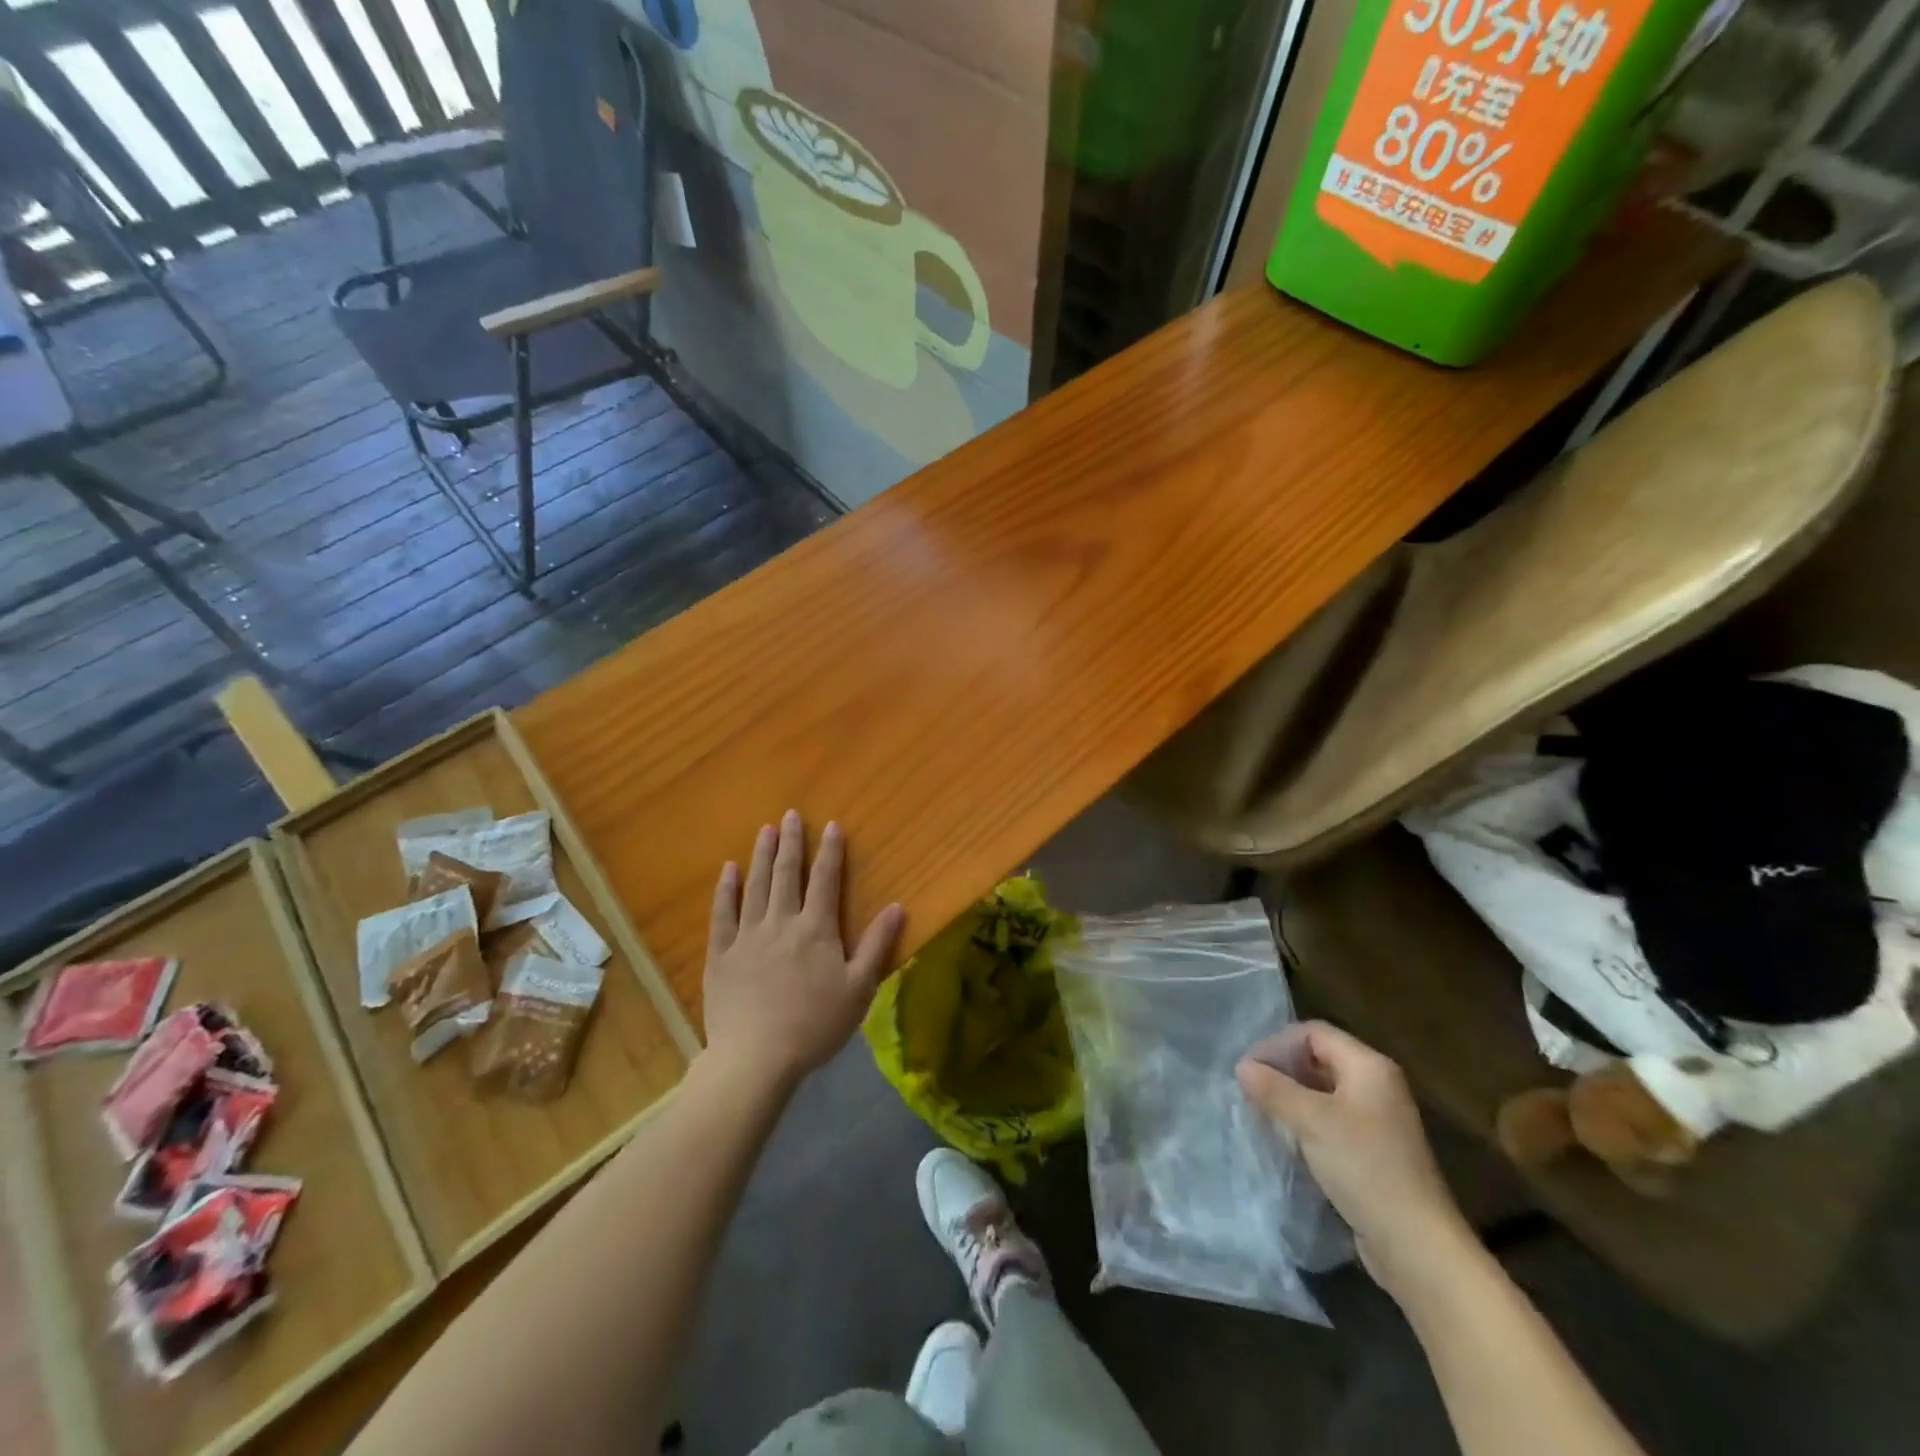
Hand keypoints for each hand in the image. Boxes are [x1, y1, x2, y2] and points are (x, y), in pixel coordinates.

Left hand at [703, 810, 904, 1089]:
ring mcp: (747, 936)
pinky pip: (722, 914)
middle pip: (787, 874)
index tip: (831, 825)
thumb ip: (877, 945)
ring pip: (755, 886)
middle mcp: (781, 922)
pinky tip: (727, 870)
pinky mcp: (721, 954)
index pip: (825, 880)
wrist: (757, 1058)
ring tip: (765, 830)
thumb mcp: (859, 989)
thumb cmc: (815, 1025)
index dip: (830, 851)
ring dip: (761, 856)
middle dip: (791, 843)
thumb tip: (897, 907)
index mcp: (816, 929)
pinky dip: (725, 889)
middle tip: (790, 815)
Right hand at [1238, 1022, 1472, 1303]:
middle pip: (1318, 1060)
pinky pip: (1331, 1122)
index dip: (1278, 1044)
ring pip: (1322, 1093)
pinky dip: (1305, 1123)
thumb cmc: (1365, 1168)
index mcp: (1369, 1067)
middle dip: (1282, 1071)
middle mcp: (1376, 1086)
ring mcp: (1377, 1121)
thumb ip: (1274, 1089)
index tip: (1249, 1069)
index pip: (1313, 1033)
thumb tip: (1242, 1067)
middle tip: (1250, 1090)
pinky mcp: (1373, 1152)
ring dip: (1291, 1099)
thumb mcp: (1312, 1121)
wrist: (1417, 1246)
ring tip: (1261, 1114)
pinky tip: (1286, 1140)